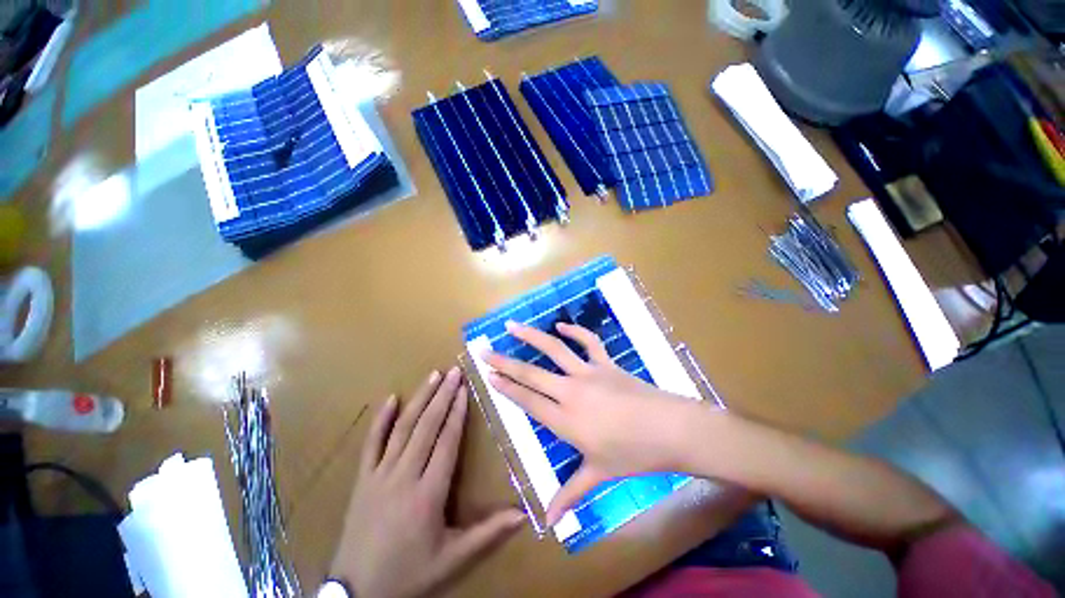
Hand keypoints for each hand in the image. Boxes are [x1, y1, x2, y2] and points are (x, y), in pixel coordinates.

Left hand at [331, 367, 525, 597]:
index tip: (465, 389)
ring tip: (433, 375)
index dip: (457, 412)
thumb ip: (488, 533)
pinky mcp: (362, 480)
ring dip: (419, 399)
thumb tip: (523, 514)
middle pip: (426, 427)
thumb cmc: (409, 574)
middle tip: (454, 371)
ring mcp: (379, 475)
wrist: (357, 594)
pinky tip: (390, 398)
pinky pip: (371, 443)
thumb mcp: (452, 559)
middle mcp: (403, 477)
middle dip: (442, 396)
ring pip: (402, 428)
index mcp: (428, 494)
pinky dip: (381, 419)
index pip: (446, 442)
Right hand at [484, 321, 709, 526]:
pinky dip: (574, 331)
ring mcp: (589, 373)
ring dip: (532, 337)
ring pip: (554, 350)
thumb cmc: (634, 455)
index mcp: (566, 421)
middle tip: (485, 351)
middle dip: (505, 362)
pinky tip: (560, 325)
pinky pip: (588, 342)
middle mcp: (571, 392)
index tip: (488, 375)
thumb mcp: (600, 475)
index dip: (506, 387)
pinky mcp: (606, 363)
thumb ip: (571, 493)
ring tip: (512, 326)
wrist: (671, 430)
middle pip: (531, 374)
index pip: (527, 401)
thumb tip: (549, 522)